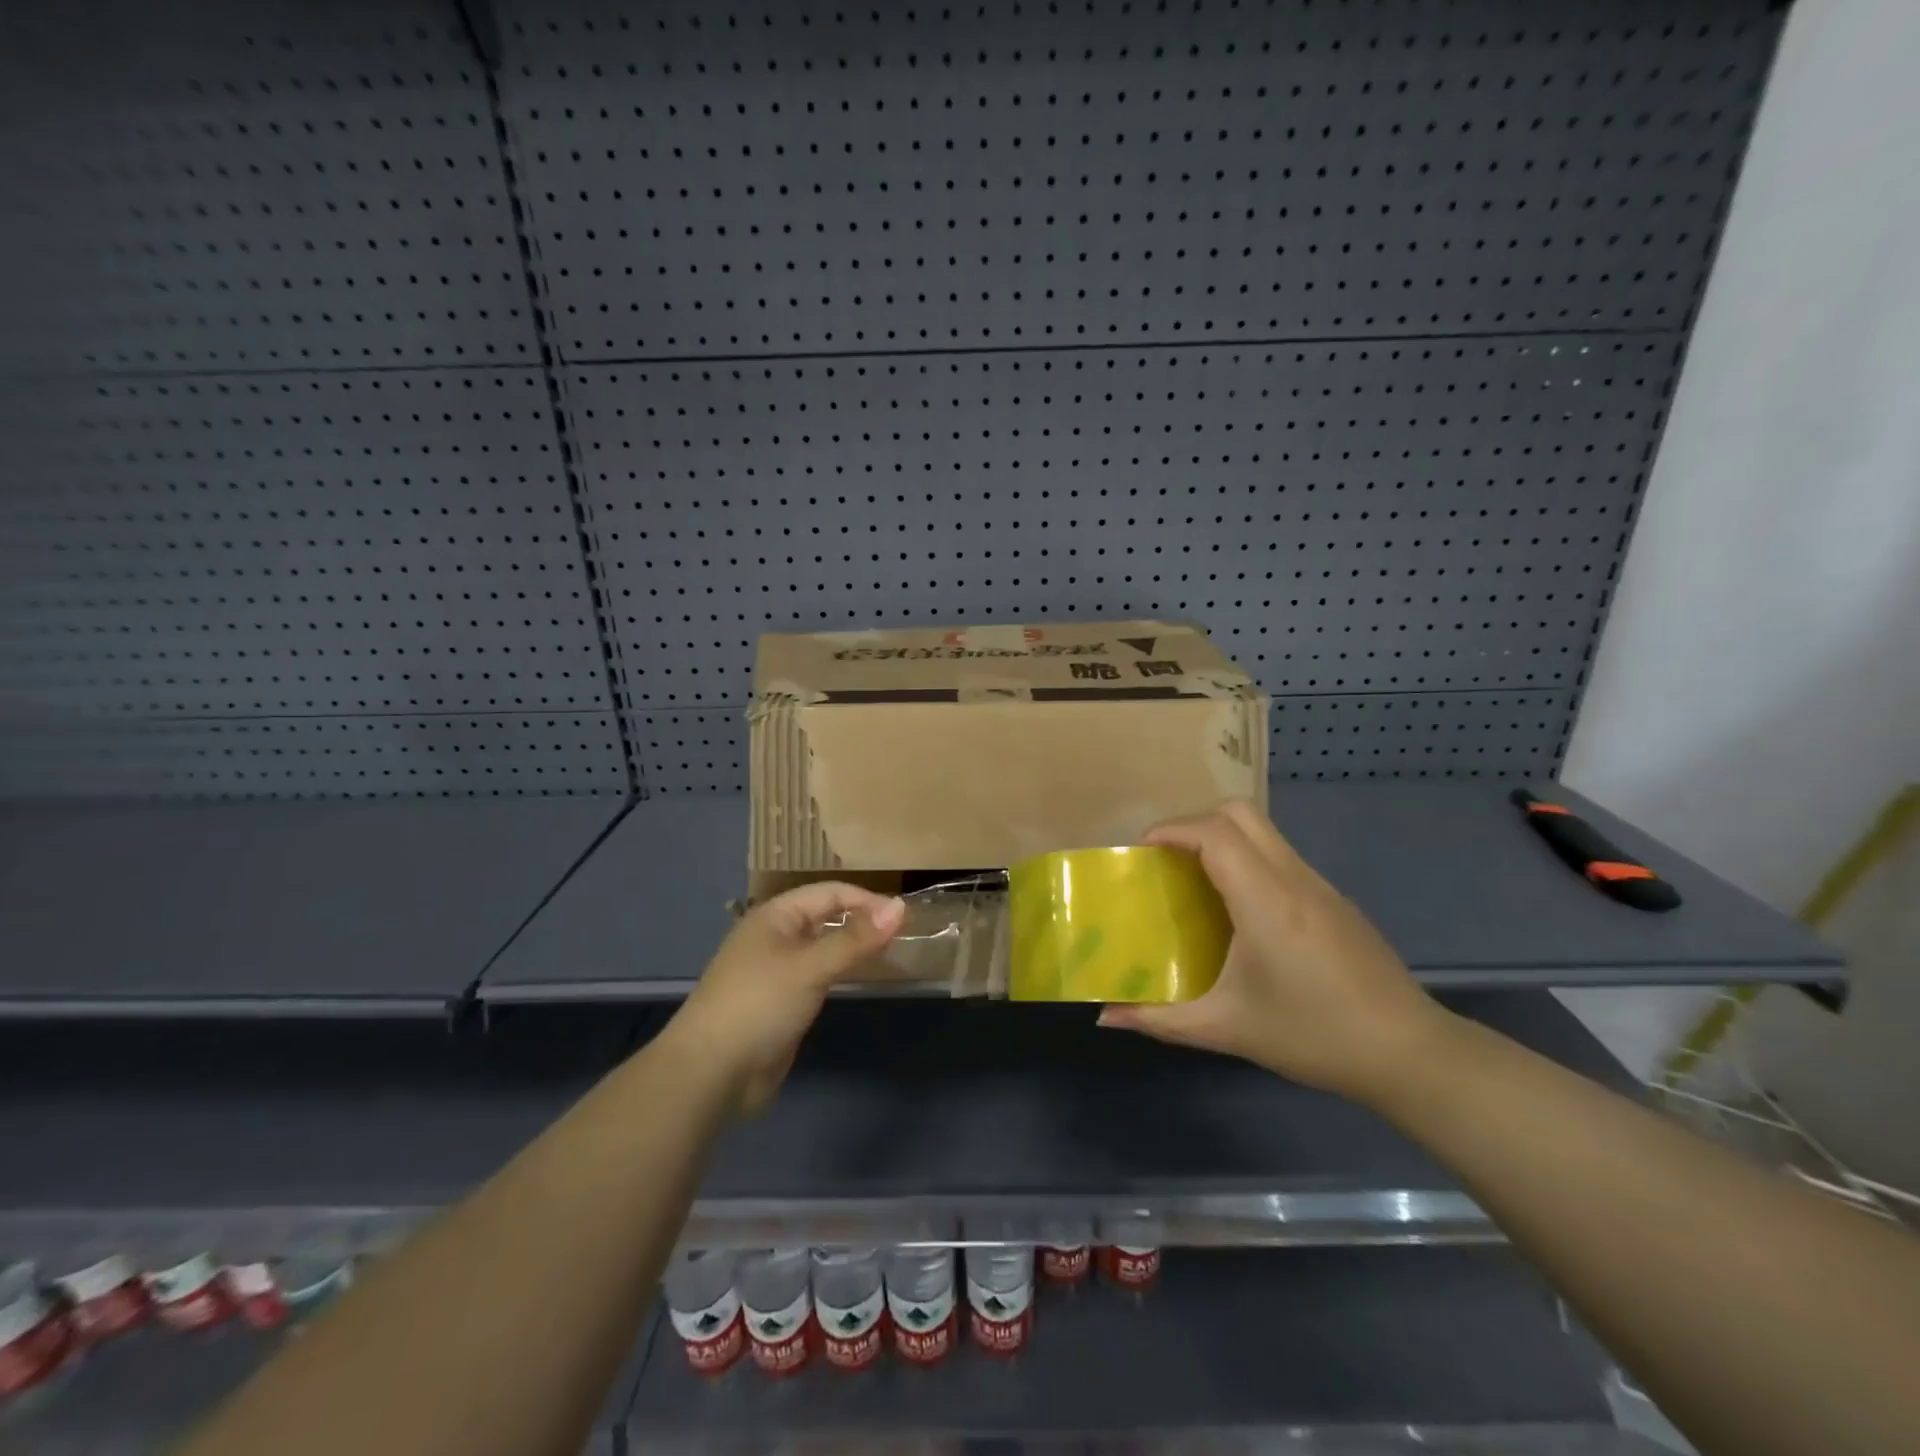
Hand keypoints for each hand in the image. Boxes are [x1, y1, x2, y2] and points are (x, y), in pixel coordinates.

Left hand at [670, 883, 904, 1113]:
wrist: (711, 1072)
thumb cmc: (760, 1005)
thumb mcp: (811, 967)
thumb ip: (855, 938)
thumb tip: (900, 907)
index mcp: (775, 916)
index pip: (830, 893)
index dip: (866, 900)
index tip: (904, 917)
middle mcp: (775, 936)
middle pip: (826, 916)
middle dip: (861, 920)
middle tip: (902, 934)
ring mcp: (776, 970)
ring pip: (823, 946)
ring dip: (852, 946)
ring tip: (890, 953)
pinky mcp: (780, 1002)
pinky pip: (818, 975)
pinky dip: (840, 971)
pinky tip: (859, 978)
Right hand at [1098, 799, 1452, 1101]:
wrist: (1409, 1053)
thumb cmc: (1313, 1036)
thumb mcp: (1227, 1029)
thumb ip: (1161, 1019)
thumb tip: (1108, 1017)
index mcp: (1266, 900)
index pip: (1215, 834)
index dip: (1172, 829)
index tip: (1142, 850)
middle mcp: (1294, 879)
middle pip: (1240, 813)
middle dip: (1194, 822)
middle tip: (1166, 860)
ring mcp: (1320, 886)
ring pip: (1264, 831)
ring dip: (1222, 839)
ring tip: (1194, 881)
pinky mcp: (1335, 900)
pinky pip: (1281, 857)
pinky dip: (1248, 860)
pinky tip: (1239, 910)